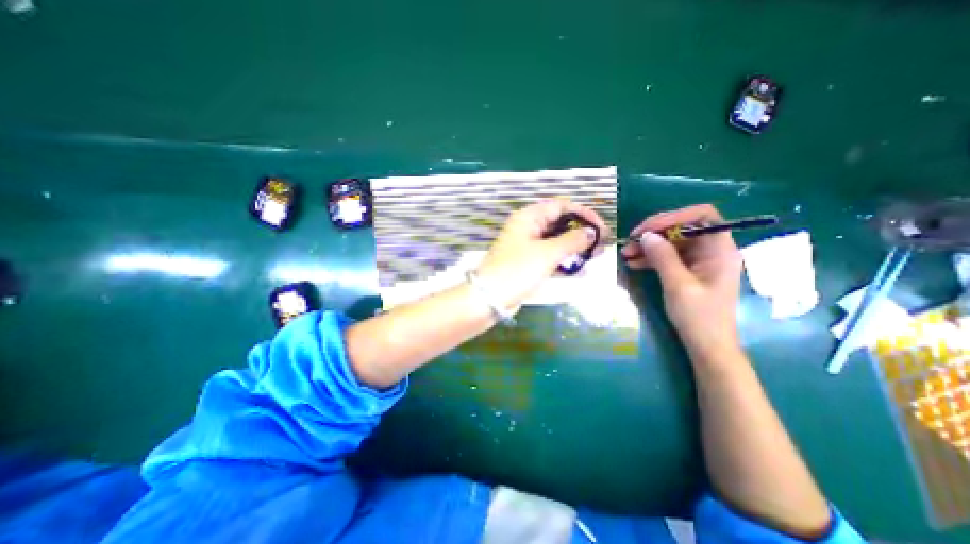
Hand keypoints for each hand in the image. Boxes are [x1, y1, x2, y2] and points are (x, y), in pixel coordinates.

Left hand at [475, 199, 602, 309]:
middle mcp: (528, 228)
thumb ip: (572, 240)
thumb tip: (591, 233)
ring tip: (596, 256)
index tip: (601, 228)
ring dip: (575, 248)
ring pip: (556, 241)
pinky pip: (551, 257)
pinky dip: (565, 262)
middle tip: (601, 244)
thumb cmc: (517, 270)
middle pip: (560, 223)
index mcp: (529, 217)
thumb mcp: (547, 253)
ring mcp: (527, 246)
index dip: (583, 214)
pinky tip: (581, 271)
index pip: (561, 206)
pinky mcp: (528, 263)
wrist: (490, 297)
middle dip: (581, 232)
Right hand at [621, 205, 744, 357]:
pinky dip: (651, 257)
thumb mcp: (678, 285)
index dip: (673, 216)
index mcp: (720, 249)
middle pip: (682, 228)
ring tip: (626, 255)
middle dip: (654, 233)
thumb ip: (663, 257)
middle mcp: (711, 250)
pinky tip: (634, 263)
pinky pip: (668, 256)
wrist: (706, 345)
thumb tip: (646, 235)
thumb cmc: (698, 316)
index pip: (702, 215)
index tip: (647, 229)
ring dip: (648, 246)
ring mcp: (699, 261)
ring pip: (672, 242)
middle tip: (630, 242)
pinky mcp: (688, 271)